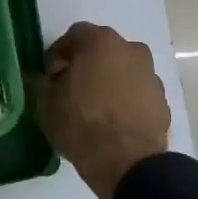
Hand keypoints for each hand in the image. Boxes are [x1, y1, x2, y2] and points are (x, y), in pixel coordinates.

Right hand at [27, 22, 169, 198]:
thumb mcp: (44, 102)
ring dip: (108, 82)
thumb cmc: (80, 122)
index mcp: (100, 41)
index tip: (49, 77)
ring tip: (94, 109)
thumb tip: (35, 77)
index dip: (57, 55)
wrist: (126, 162)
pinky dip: (126, 101)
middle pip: (101, 51)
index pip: (73, 36)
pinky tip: (113, 123)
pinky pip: (137, 94)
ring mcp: (151, 75)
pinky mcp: (163, 101)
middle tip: (70, 90)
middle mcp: (131, 49)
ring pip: (122, 71)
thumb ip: (37, 82)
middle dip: (86, 66)